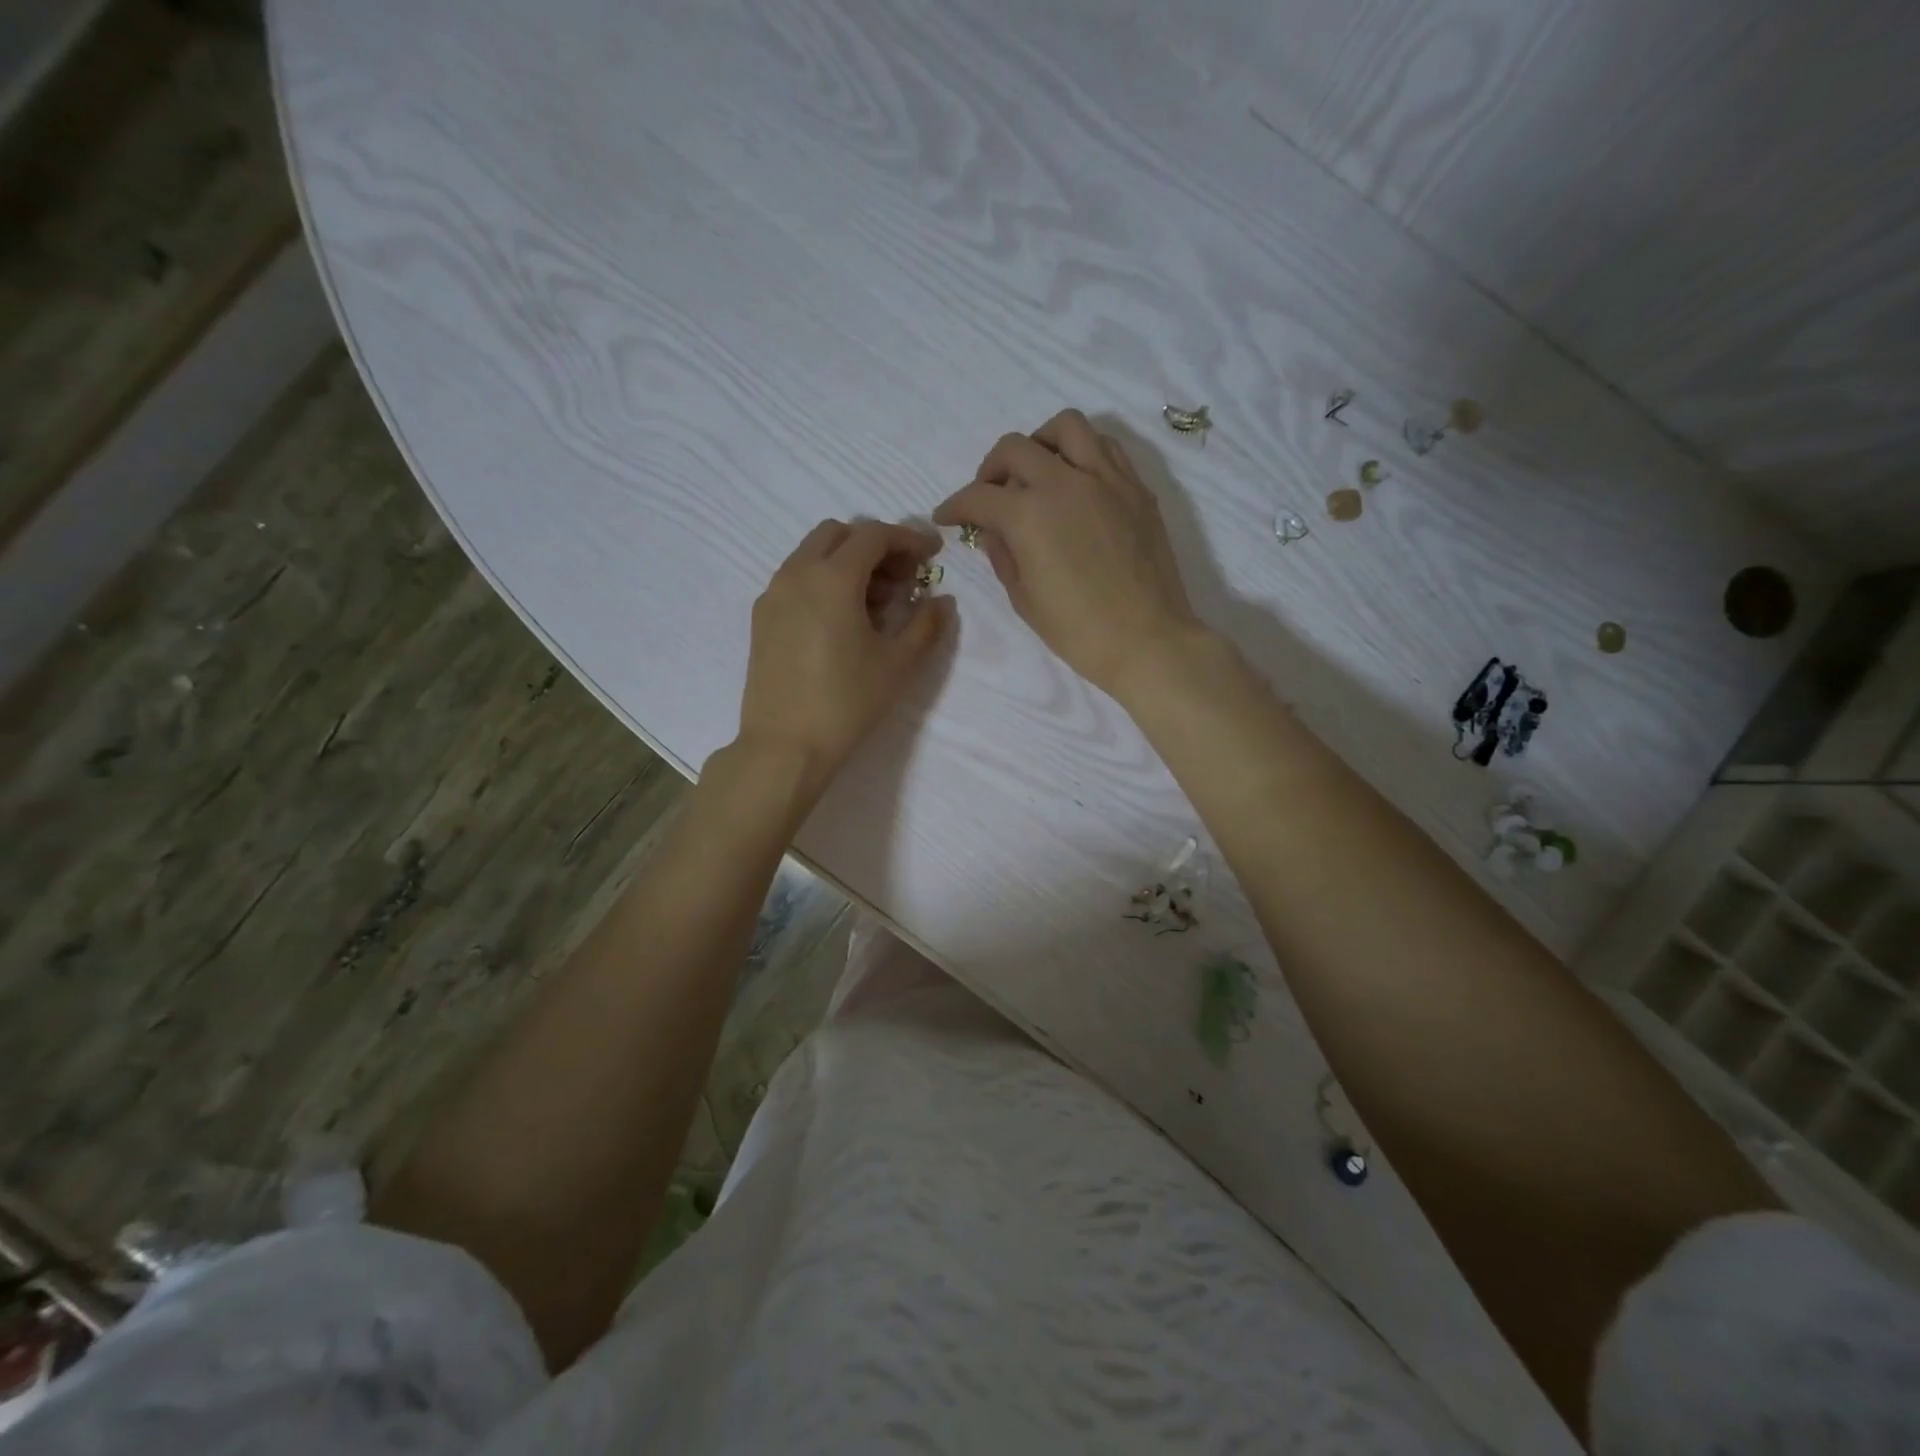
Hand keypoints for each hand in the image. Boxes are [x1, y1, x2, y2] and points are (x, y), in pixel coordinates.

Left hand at [735, 518, 952, 790]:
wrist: (785, 746)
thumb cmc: (847, 702)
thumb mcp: (898, 665)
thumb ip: (926, 624)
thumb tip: (942, 601)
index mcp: (832, 578)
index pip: (874, 535)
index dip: (908, 538)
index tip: (932, 554)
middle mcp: (797, 573)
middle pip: (838, 534)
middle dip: (874, 545)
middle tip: (902, 579)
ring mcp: (774, 594)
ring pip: (813, 554)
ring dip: (847, 562)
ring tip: (876, 603)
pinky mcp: (762, 618)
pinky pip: (796, 578)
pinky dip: (824, 580)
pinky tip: (843, 620)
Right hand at [933, 410, 1201, 699]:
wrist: (1148, 640)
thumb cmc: (1078, 631)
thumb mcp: (1024, 599)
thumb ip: (1002, 555)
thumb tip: (992, 530)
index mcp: (1029, 514)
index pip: (978, 496)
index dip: (955, 506)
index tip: (946, 517)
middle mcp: (1065, 482)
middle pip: (1015, 448)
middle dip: (990, 469)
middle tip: (989, 496)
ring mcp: (1106, 479)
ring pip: (1066, 427)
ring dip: (1040, 443)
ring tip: (1037, 472)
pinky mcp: (1136, 488)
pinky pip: (1105, 446)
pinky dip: (1082, 452)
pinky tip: (1076, 481)